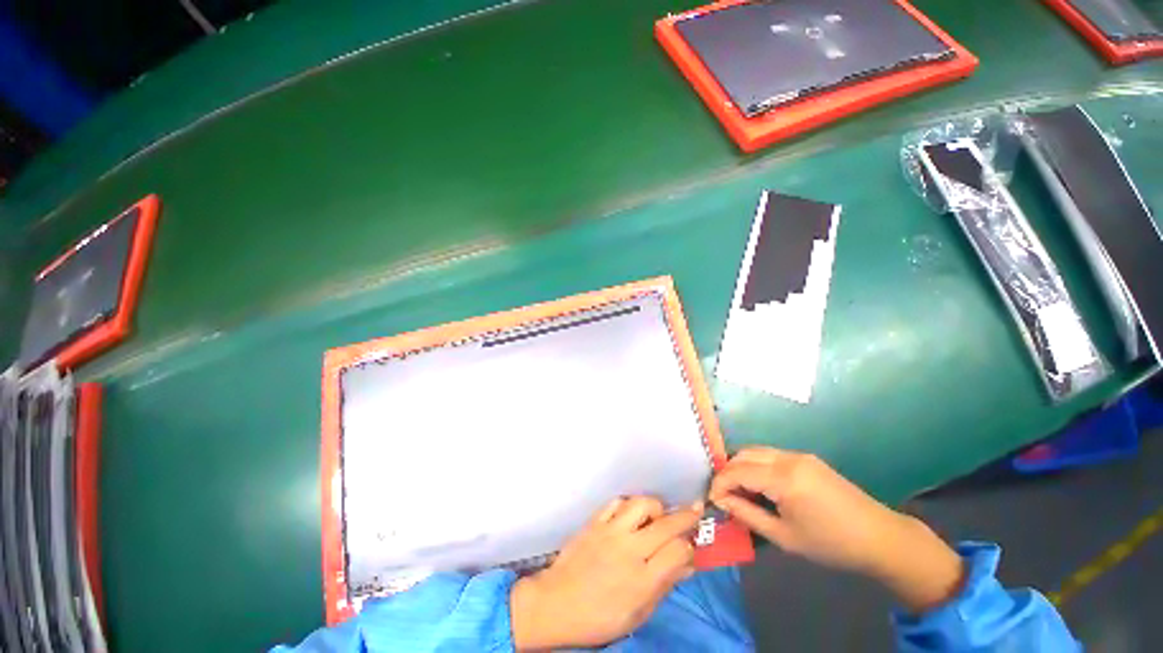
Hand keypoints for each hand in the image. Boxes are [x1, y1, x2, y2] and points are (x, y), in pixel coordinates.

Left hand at [510, 496, 701, 649]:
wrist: (557, 604)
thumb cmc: (599, 617)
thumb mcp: (638, 613)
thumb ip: (664, 586)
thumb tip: (688, 565)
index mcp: (643, 579)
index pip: (678, 551)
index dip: (689, 546)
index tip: (690, 546)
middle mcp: (630, 549)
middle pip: (666, 524)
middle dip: (686, 515)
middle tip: (695, 508)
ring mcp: (611, 531)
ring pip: (641, 504)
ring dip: (655, 506)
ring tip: (658, 514)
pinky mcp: (595, 521)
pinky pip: (616, 502)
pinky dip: (628, 503)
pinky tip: (631, 511)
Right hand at [709, 448, 963, 612]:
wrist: (880, 537)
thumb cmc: (831, 543)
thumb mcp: (784, 536)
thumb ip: (747, 515)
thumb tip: (721, 501)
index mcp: (783, 478)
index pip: (737, 471)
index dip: (719, 483)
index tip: (712, 499)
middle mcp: (788, 458)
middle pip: (743, 454)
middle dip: (727, 472)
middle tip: (723, 494)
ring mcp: (799, 455)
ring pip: (756, 451)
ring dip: (741, 466)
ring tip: (738, 489)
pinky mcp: (807, 458)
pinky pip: (771, 454)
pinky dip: (757, 464)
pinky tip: (760, 484)